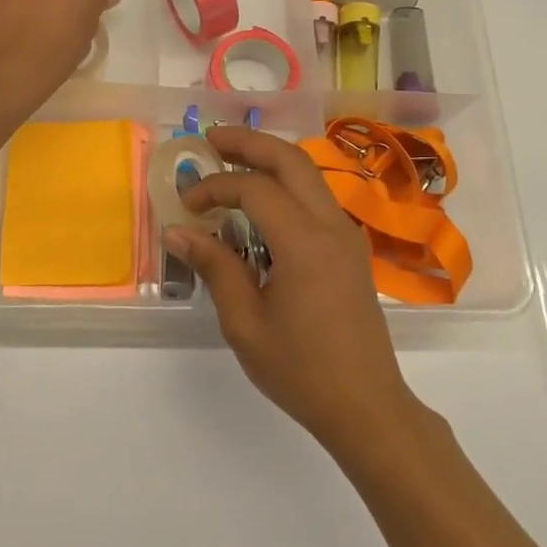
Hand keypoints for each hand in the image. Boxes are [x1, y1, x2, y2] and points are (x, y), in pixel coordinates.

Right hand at [163, 126, 422, 453]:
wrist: (368, 407)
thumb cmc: (302, 370)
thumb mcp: (245, 323)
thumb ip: (215, 267)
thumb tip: (178, 231)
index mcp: (304, 243)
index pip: (255, 189)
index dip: (215, 187)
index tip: (187, 206)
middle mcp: (331, 226)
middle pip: (291, 160)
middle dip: (249, 142)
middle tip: (210, 139)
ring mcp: (347, 236)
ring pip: (308, 175)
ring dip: (269, 160)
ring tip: (231, 160)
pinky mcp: (351, 250)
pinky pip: (316, 199)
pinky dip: (286, 186)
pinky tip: (261, 204)